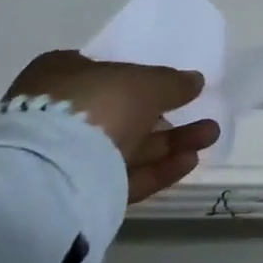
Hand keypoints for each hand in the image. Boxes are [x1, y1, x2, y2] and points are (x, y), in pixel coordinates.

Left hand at [4, 51, 219, 203]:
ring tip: (210, 135)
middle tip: (202, 112)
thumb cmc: (97, 103)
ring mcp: (64, 155)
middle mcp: (56, 114)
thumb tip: (194, 81)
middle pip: (121, 112)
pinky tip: (190, 161)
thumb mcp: (147, 81)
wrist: (52, 170)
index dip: (139, 75)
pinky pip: (123, 176)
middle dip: (167, 115)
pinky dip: (157, 168)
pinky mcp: (76, 191)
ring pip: (127, 146)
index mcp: (61, 75)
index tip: (171, 83)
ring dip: (171, 141)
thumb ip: (173, 81)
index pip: (103, 71)